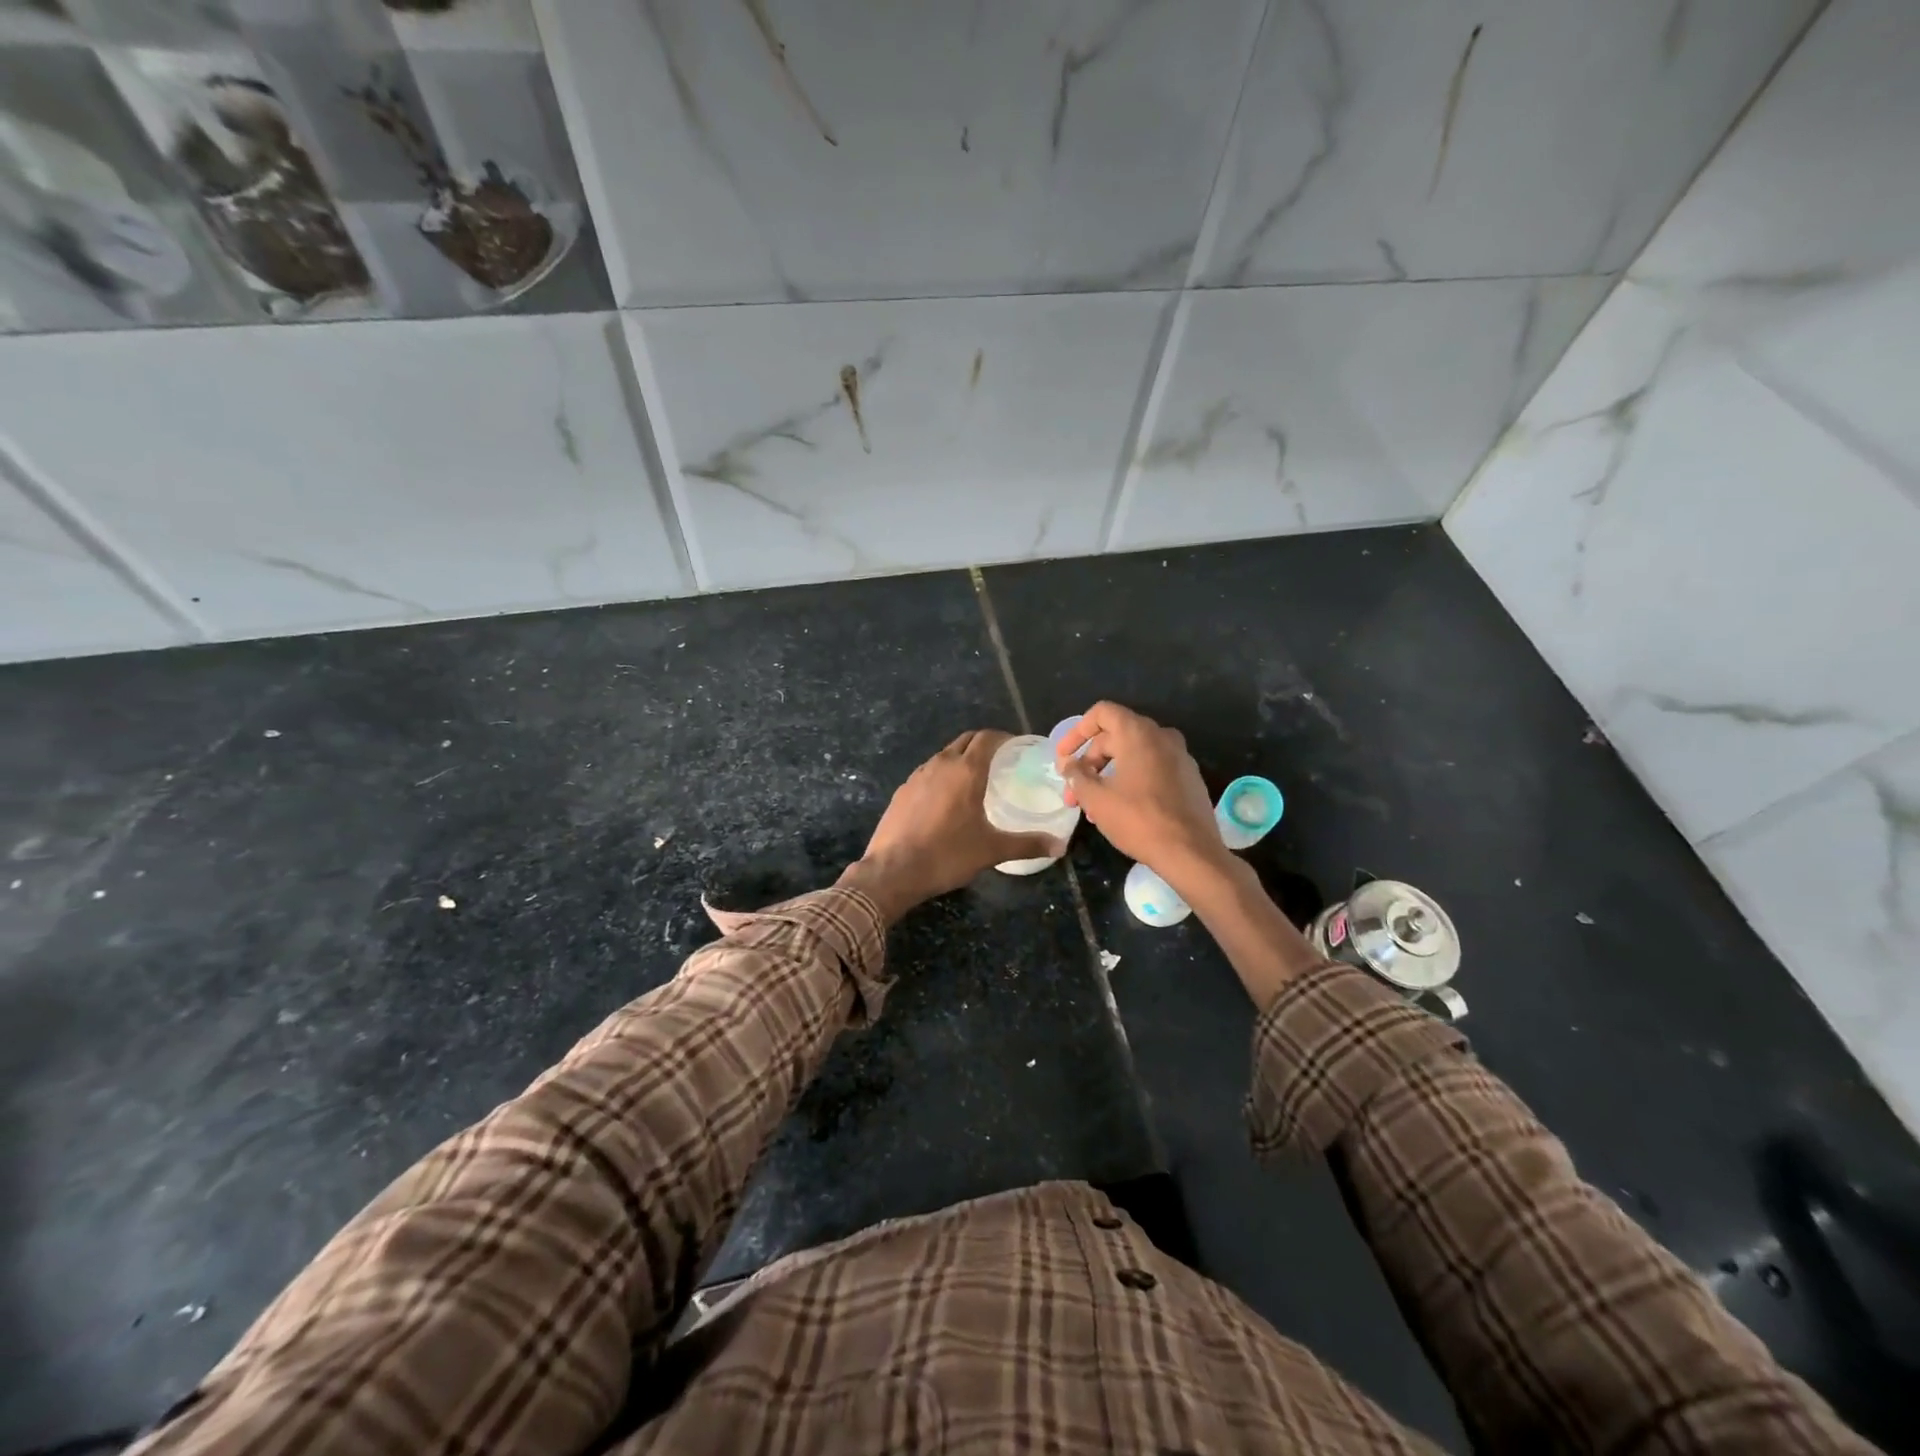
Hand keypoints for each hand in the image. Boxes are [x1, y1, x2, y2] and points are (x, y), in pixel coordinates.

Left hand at [839, 730, 1063, 921]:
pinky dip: (942, 775)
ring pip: (944, 755)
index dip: (1004, 737)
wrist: (892, 871)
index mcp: (966, 771)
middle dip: (984, 744)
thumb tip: (1060, 846)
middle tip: (1001, 760)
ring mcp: (917, 776)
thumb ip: (1027, 844)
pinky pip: (928, 773)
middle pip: (965, 740)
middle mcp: (940, 764)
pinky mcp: (902, 791)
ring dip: (961, 758)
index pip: (987, 738)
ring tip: (975, 780)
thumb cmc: (947, 855)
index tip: (1017, 747)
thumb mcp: (992, 850)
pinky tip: (946, 800)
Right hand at [1055, 702, 1229, 891]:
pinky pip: (1152, 769)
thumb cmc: (1138, 820)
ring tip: (1091, 807)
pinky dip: (1130, 780)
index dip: (1077, 732)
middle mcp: (1162, 737)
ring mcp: (1180, 757)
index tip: (1064, 758)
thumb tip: (1069, 766)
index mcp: (1139, 733)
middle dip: (1089, 763)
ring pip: (1133, 755)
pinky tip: (1119, 810)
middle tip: (1073, 792)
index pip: (1102, 713)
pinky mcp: (1189, 778)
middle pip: (1115, 736)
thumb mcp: (1096, 799)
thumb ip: (1076, 776)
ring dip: (1107, 775)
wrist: (1191, 853)